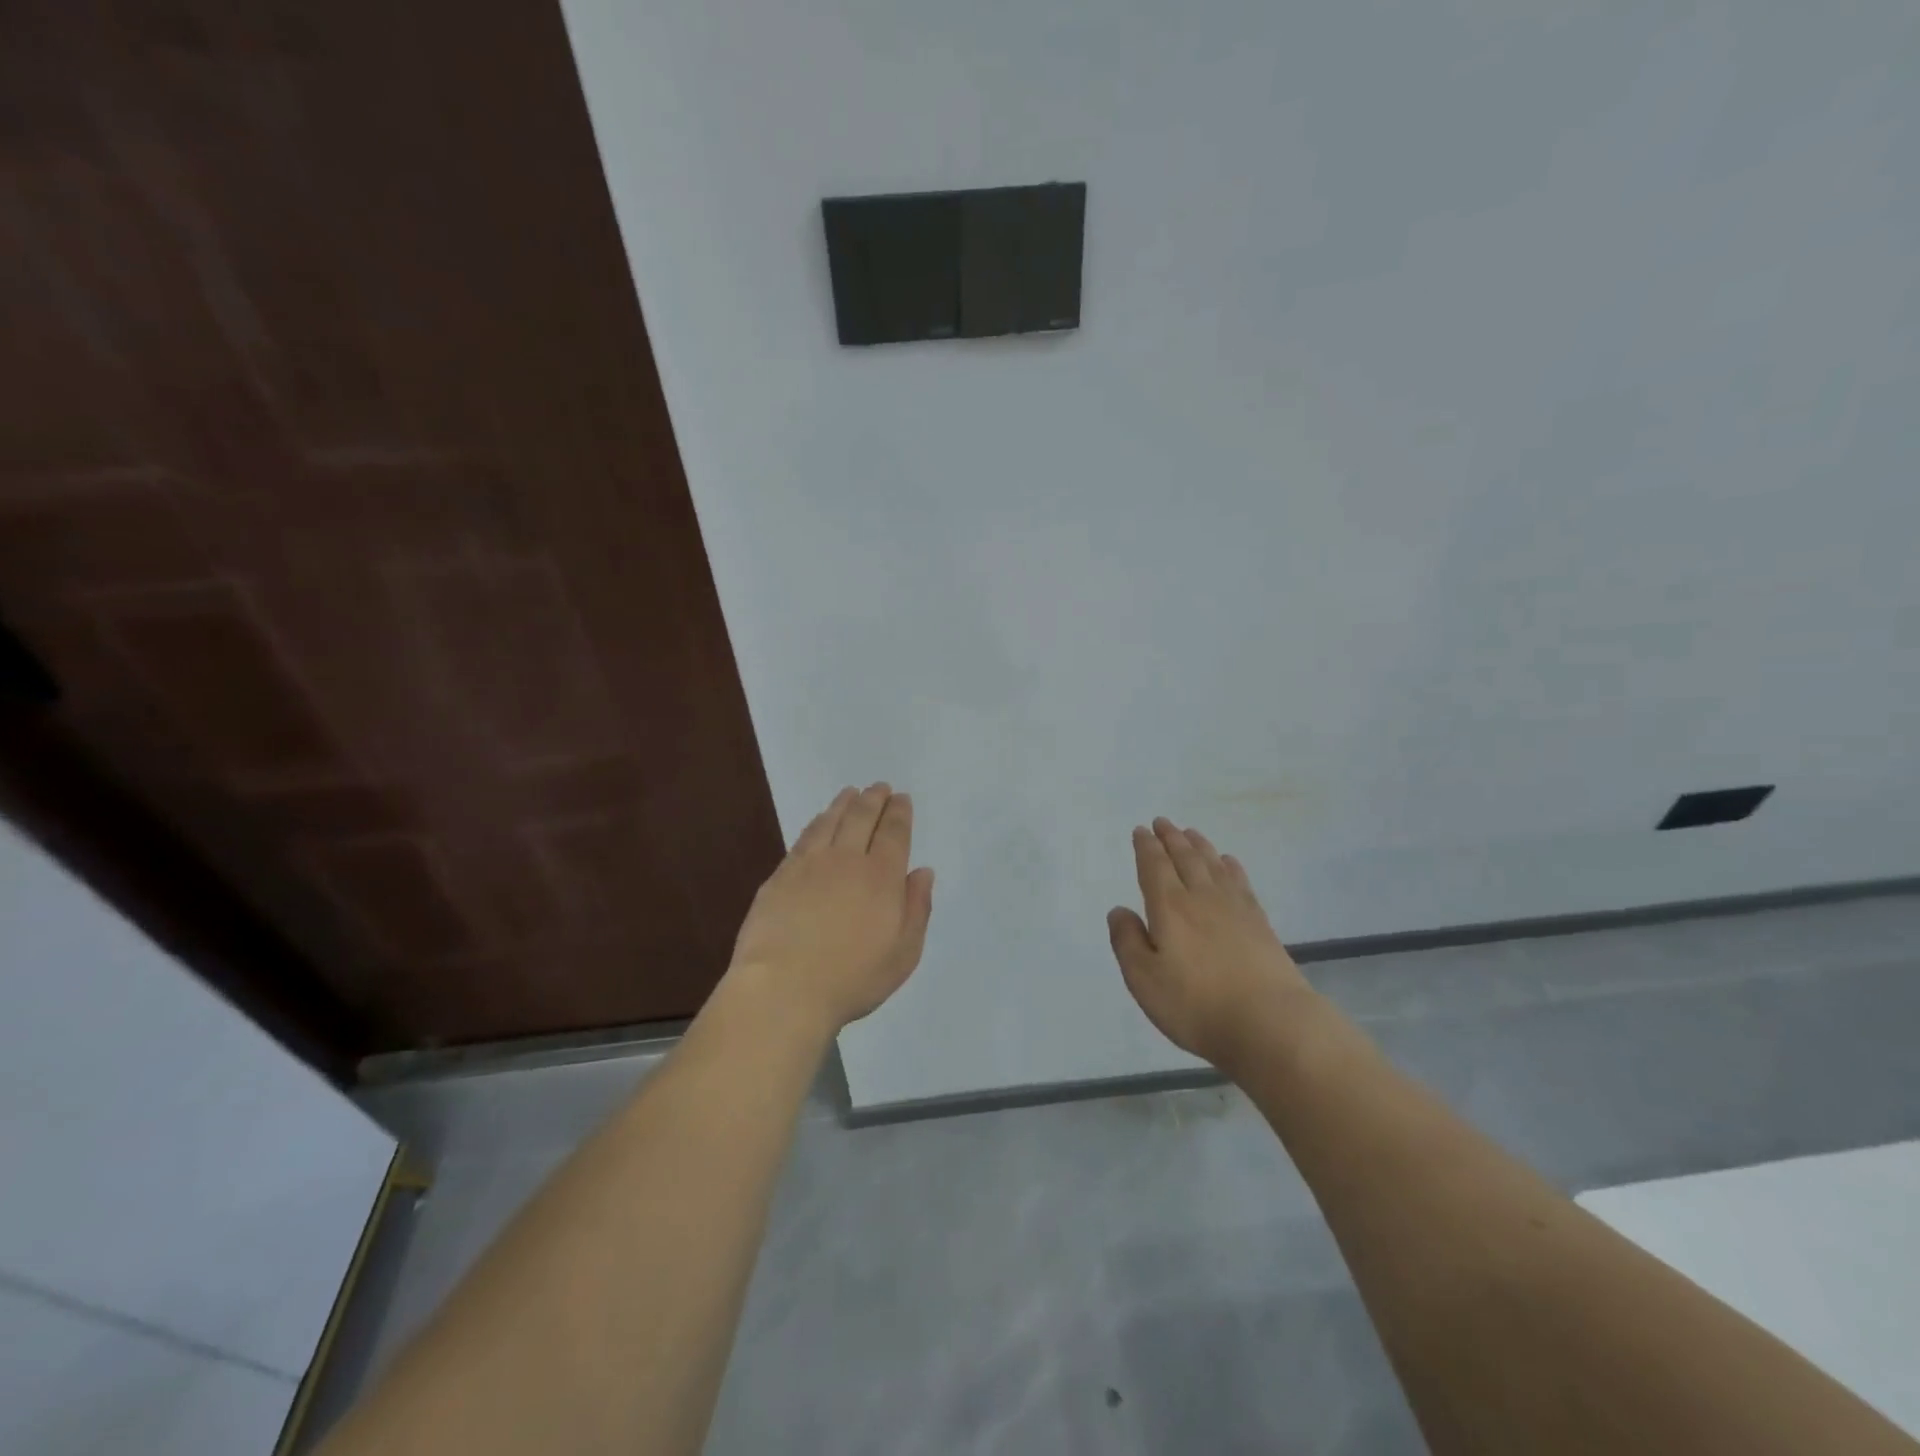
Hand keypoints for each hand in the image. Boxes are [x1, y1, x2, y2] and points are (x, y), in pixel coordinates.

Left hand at [727, 783, 934, 1036]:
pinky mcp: (780, 876)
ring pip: (830, 822)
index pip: (893, 833)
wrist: (783, 989)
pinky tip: (819, 821)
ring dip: (844, 804)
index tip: (902, 798)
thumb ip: (917, 909)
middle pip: (862, 818)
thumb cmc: (852, 978)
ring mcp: (809, 865)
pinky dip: (816, 823)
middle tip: (880, 787)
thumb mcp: (903, 954)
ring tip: (851, 793)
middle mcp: (847, 860)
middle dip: (874, 800)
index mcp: (881, 877)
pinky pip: (803, 838)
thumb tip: (922, 872)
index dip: (899, 813)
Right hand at [1108, 818, 1313, 1070]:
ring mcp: (1235, 908)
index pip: (1154, 867)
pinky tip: (1229, 862)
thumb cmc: (1197, 1004)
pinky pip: (1240, 882)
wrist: (1270, 1023)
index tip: (1140, 831)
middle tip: (1162, 822)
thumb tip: (1119, 910)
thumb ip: (1127, 941)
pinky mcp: (1260, 924)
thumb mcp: (1144, 979)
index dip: (1145, 847)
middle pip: (1185, 858)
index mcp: (1169, 907)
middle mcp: (1201, 898)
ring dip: (1199, 845)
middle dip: (1171, 838)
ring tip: (1191, 832)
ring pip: (1213, 865)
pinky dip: (1230, 866)